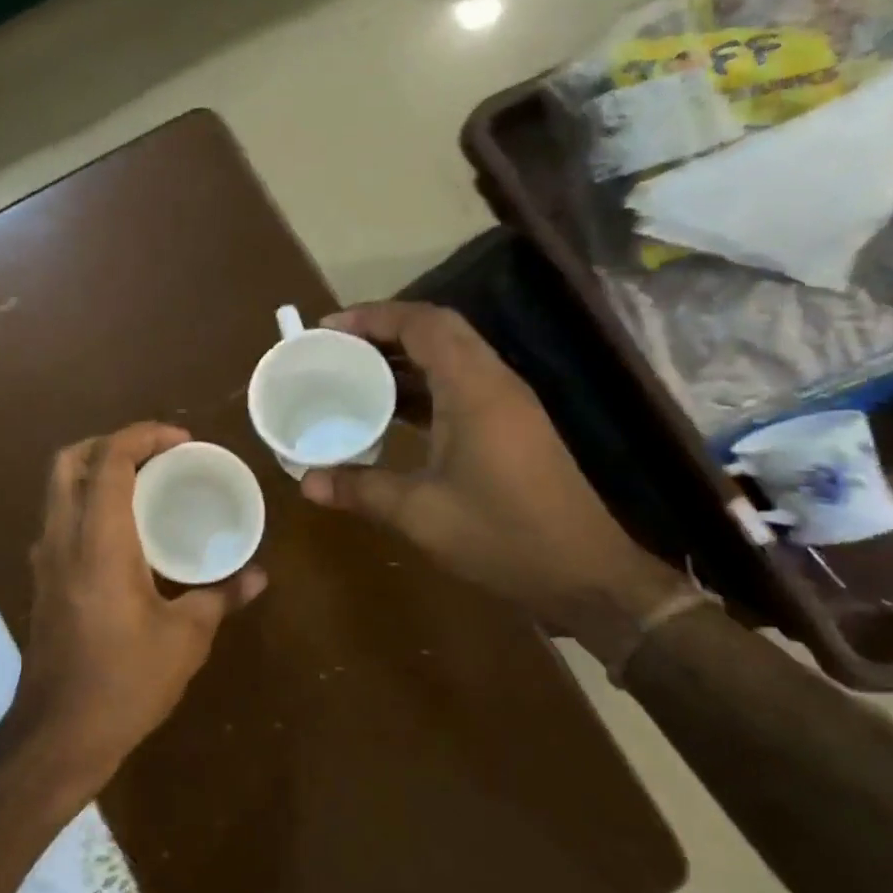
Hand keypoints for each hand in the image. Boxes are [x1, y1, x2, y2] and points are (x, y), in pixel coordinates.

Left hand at [14, 423, 266, 790]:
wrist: (58, 733)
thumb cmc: (125, 682)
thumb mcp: (185, 639)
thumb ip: (221, 597)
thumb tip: (257, 576)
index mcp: (98, 540)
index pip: (109, 459)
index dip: (143, 435)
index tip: (182, 441)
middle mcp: (62, 537)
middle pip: (69, 460)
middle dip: (109, 442)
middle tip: (155, 454)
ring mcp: (45, 558)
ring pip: (58, 488)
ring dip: (95, 470)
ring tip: (142, 483)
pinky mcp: (41, 579)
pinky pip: (58, 518)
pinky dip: (86, 502)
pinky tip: (122, 531)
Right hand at [301, 302, 679, 631]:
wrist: (586, 576)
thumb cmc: (504, 537)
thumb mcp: (421, 515)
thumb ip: (361, 490)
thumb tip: (306, 482)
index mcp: (475, 390)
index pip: (423, 324)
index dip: (373, 316)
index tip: (327, 328)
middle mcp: (493, 384)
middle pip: (437, 331)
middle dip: (383, 330)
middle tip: (334, 346)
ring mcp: (505, 405)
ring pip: (449, 357)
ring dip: (401, 357)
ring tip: (350, 371)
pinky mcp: (508, 427)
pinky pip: (456, 385)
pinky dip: (418, 385)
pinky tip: (386, 411)